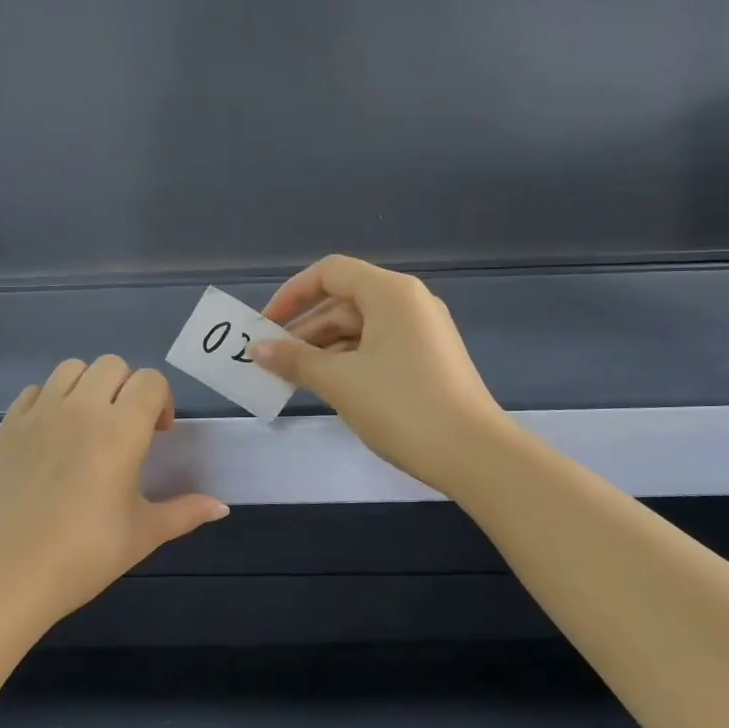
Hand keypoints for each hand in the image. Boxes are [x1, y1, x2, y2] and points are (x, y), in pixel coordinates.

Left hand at [0, 356, 228, 626]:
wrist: (4, 574)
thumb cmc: (83, 556)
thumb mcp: (142, 535)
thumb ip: (185, 513)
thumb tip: (222, 508)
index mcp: (121, 430)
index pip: (150, 381)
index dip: (161, 400)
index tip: (158, 434)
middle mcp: (81, 409)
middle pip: (112, 365)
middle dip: (127, 388)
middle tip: (126, 428)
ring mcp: (39, 414)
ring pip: (71, 369)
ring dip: (89, 387)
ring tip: (89, 425)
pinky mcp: (7, 426)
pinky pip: (35, 391)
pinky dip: (51, 401)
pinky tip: (52, 437)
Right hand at [252, 255, 508, 494]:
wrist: (473, 454)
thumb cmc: (401, 406)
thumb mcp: (340, 381)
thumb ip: (294, 360)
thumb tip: (255, 348)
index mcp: (390, 293)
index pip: (330, 273)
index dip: (292, 294)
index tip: (264, 326)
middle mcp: (408, 303)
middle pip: (343, 301)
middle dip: (304, 329)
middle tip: (271, 360)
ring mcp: (421, 333)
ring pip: (359, 329)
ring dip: (322, 350)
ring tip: (291, 378)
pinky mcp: (427, 360)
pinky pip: (376, 348)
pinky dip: (347, 362)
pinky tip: (326, 388)